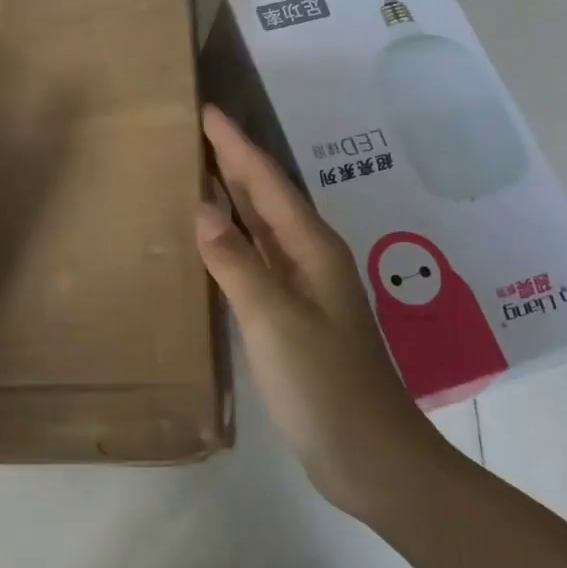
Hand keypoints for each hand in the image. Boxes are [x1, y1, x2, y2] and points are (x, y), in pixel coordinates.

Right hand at [197, 104, 451, 517]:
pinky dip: (233, 237)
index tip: (205, 109)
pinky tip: (212, 238)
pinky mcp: (293, 314)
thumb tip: (202, 207)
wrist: (371, 457)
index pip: (265, 180)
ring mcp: (303, 287)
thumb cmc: (324, 385)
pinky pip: (257, 257)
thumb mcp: (274, 320)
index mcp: (311, 247)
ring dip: (233, 194)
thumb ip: (236, 262)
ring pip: (262, 225)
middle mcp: (309, 257)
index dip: (235, 144)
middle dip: (233, 159)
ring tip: (197, 169)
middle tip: (194, 130)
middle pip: (266, 195)